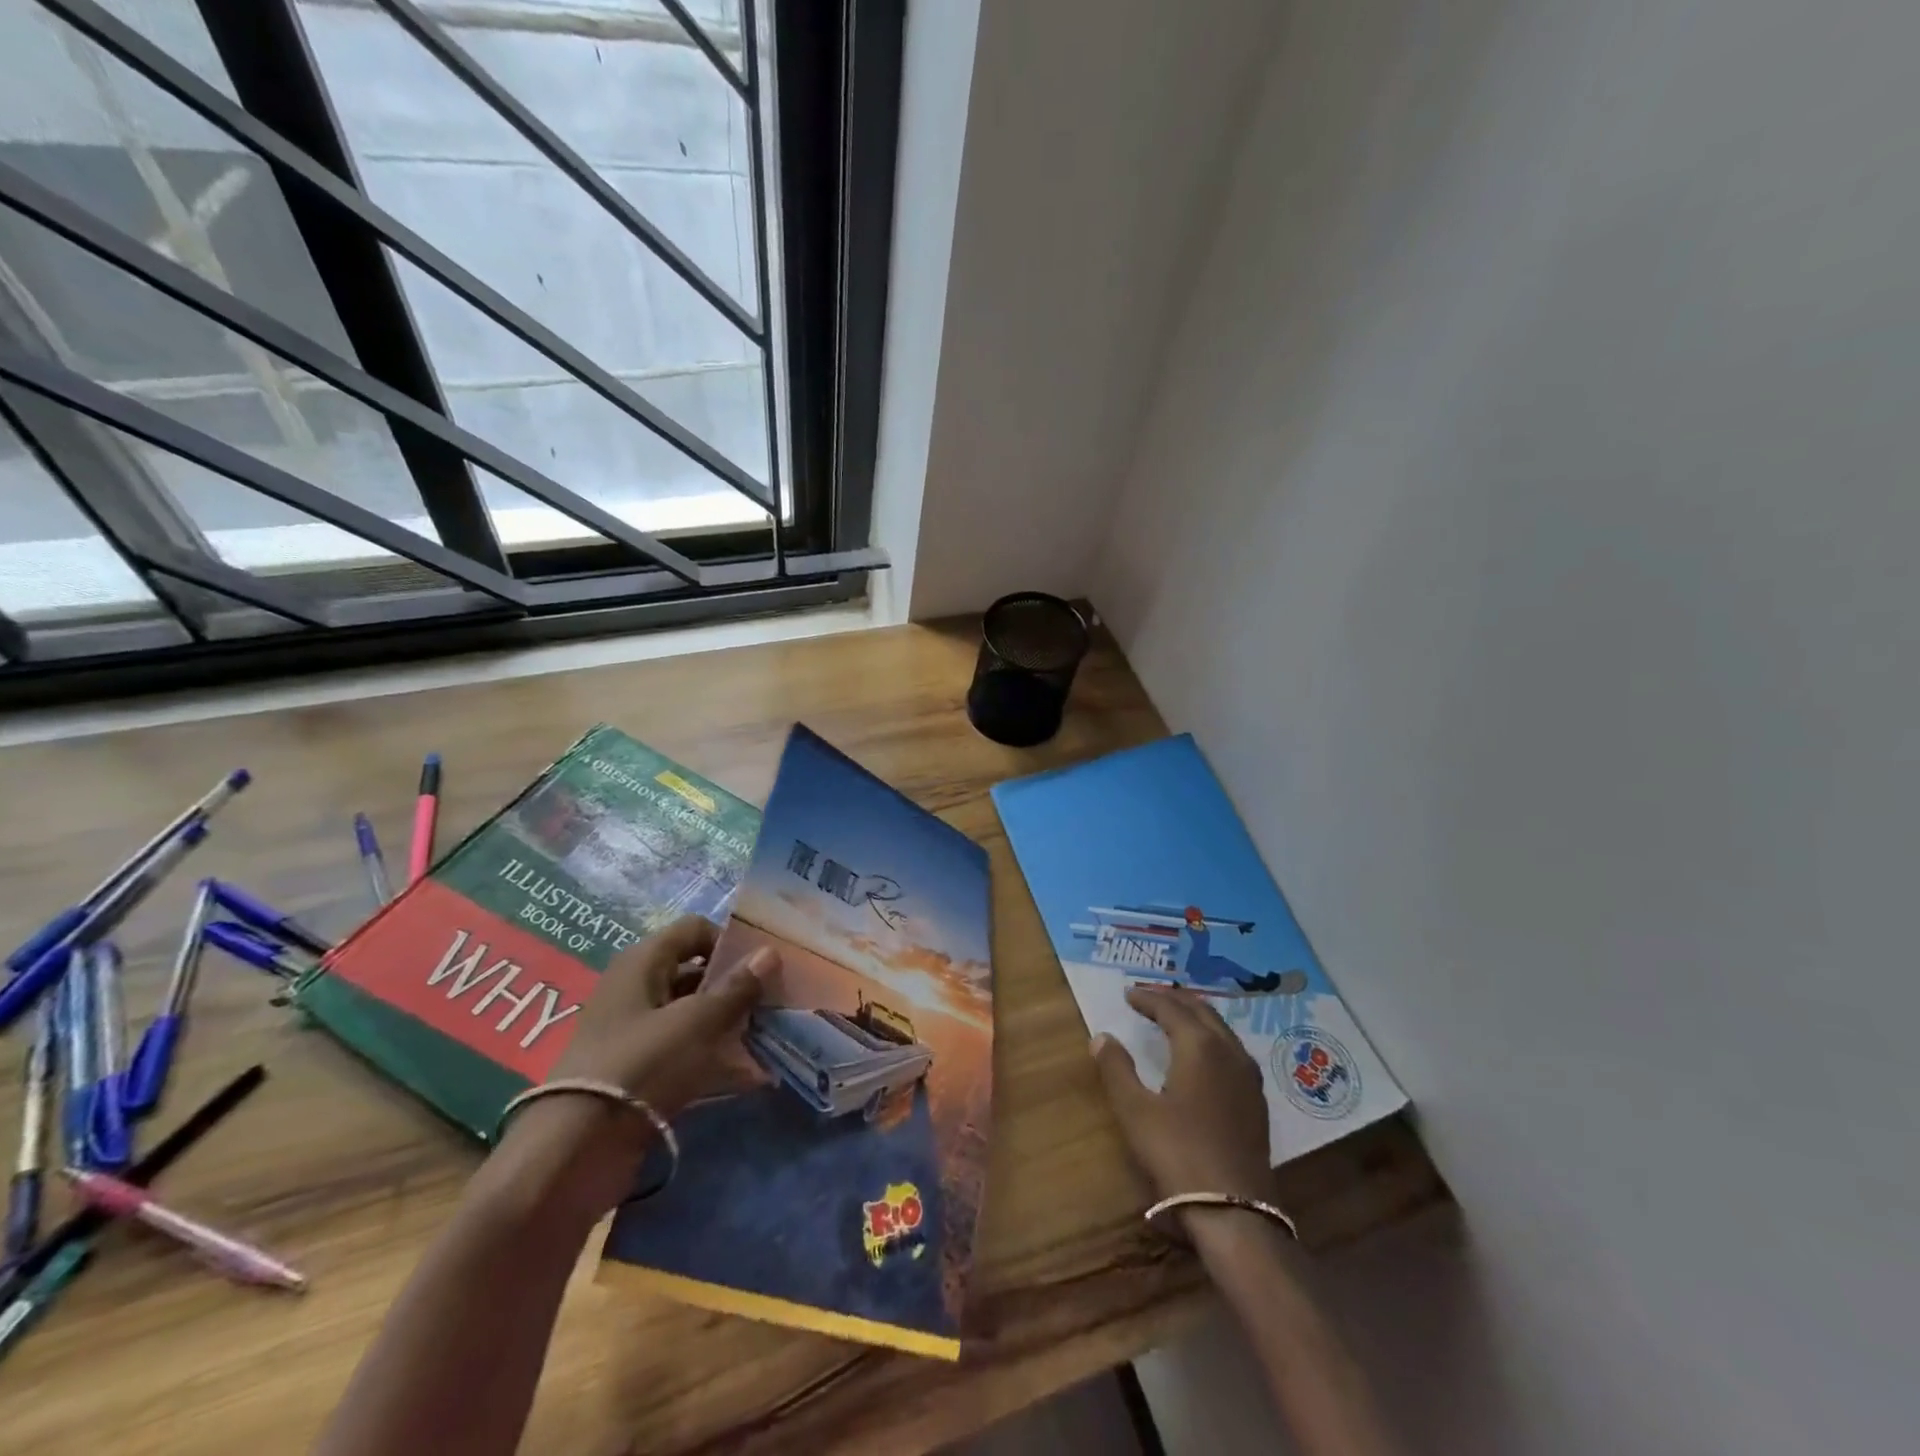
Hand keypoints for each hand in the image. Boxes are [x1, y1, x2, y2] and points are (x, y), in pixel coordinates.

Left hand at [492, 916, 779, 1216]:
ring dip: (730, 1024)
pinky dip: (715, 1058)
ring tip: (770, 1038)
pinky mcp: (638, 1072)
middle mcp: (637, 989)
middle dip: (736, 986)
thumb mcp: (697, 1022)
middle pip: (696, 972)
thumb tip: (770, 952)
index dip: (729, 941)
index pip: (694, 930)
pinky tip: (750, 1075)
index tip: (762, 968)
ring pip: (693, 1015)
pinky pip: (685, 1052)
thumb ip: (736, 988)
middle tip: (775, 1003)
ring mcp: (636, 1033)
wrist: (575, 1152)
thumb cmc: (641, 1065)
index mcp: (643, 962)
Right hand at [1092, 986, 1275, 1220]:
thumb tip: (1102, 1036)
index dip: (1147, 998)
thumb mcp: (1135, 1111)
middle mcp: (1229, 1052)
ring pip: (1221, 1029)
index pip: (1171, 1008)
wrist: (1234, 1211)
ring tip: (1174, 1017)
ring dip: (1196, 1016)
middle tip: (1150, 997)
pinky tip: (1203, 1054)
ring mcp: (1248, 1077)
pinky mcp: (1256, 1102)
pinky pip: (1232, 1050)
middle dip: (1174, 999)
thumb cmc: (1178, 1154)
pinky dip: (1212, 1037)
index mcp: (1199, 1046)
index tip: (1128, 994)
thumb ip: (1117, 1068)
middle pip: (1202, 1011)